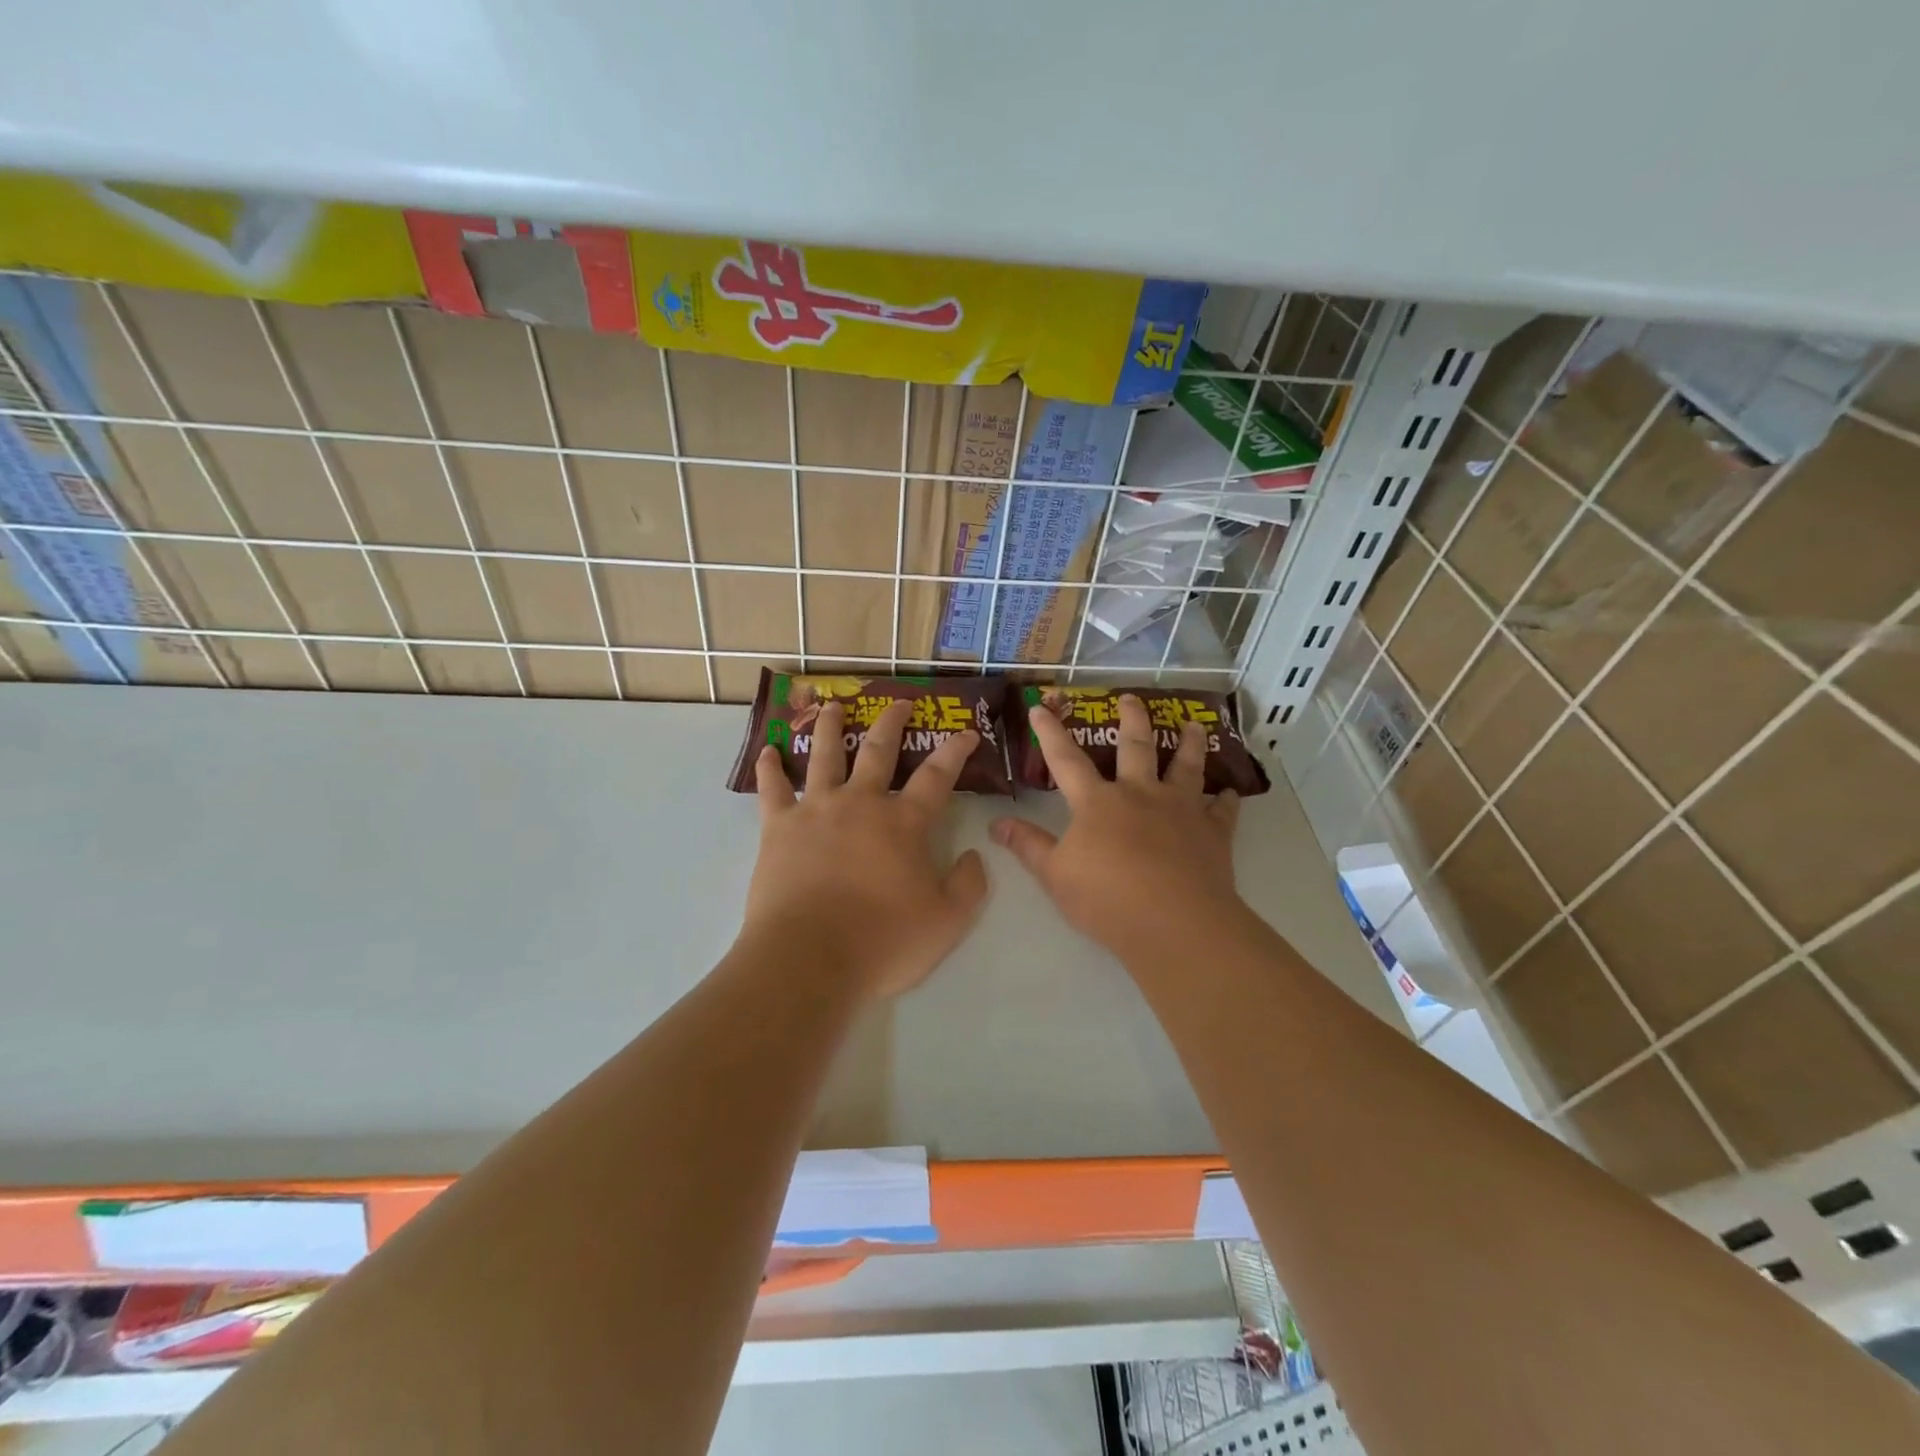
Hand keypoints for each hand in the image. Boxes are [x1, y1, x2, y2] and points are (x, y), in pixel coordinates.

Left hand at [743, 699, 989, 1000]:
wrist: (809, 959)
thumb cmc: (883, 941)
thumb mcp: (947, 921)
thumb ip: (969, 884)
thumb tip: (975, 854)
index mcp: (903, 823)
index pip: (938, 777)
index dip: (955, 752)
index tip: (967, 733)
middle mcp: (861, 803)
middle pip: (878, 751)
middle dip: (892, 723)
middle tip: (899, 702)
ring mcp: (817, 811)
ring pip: (825, 756)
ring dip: (831, 727)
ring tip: (832, 706)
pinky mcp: (779, 828)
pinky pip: (772, 789)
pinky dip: (769, 768)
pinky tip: (766, 750)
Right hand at [991, 694, 1244, 956]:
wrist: (1175, 923)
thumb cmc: (1107, 899)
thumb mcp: (1055, 875)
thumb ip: (1028, 846)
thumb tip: (996, 823)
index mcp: (1097, 802)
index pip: (1066, 759)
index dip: (1051, 733)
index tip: (1041, 706)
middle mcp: (1140, 794)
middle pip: (1135, 747)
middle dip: (1131, 719)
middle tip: (1132, 698)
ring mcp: (1181, 810)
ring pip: (1187, 766)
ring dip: (1189, 744)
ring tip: (1193, 724)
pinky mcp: (1213, 832)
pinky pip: (1222, 809)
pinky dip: (1227, 798)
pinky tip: (1231, 791)